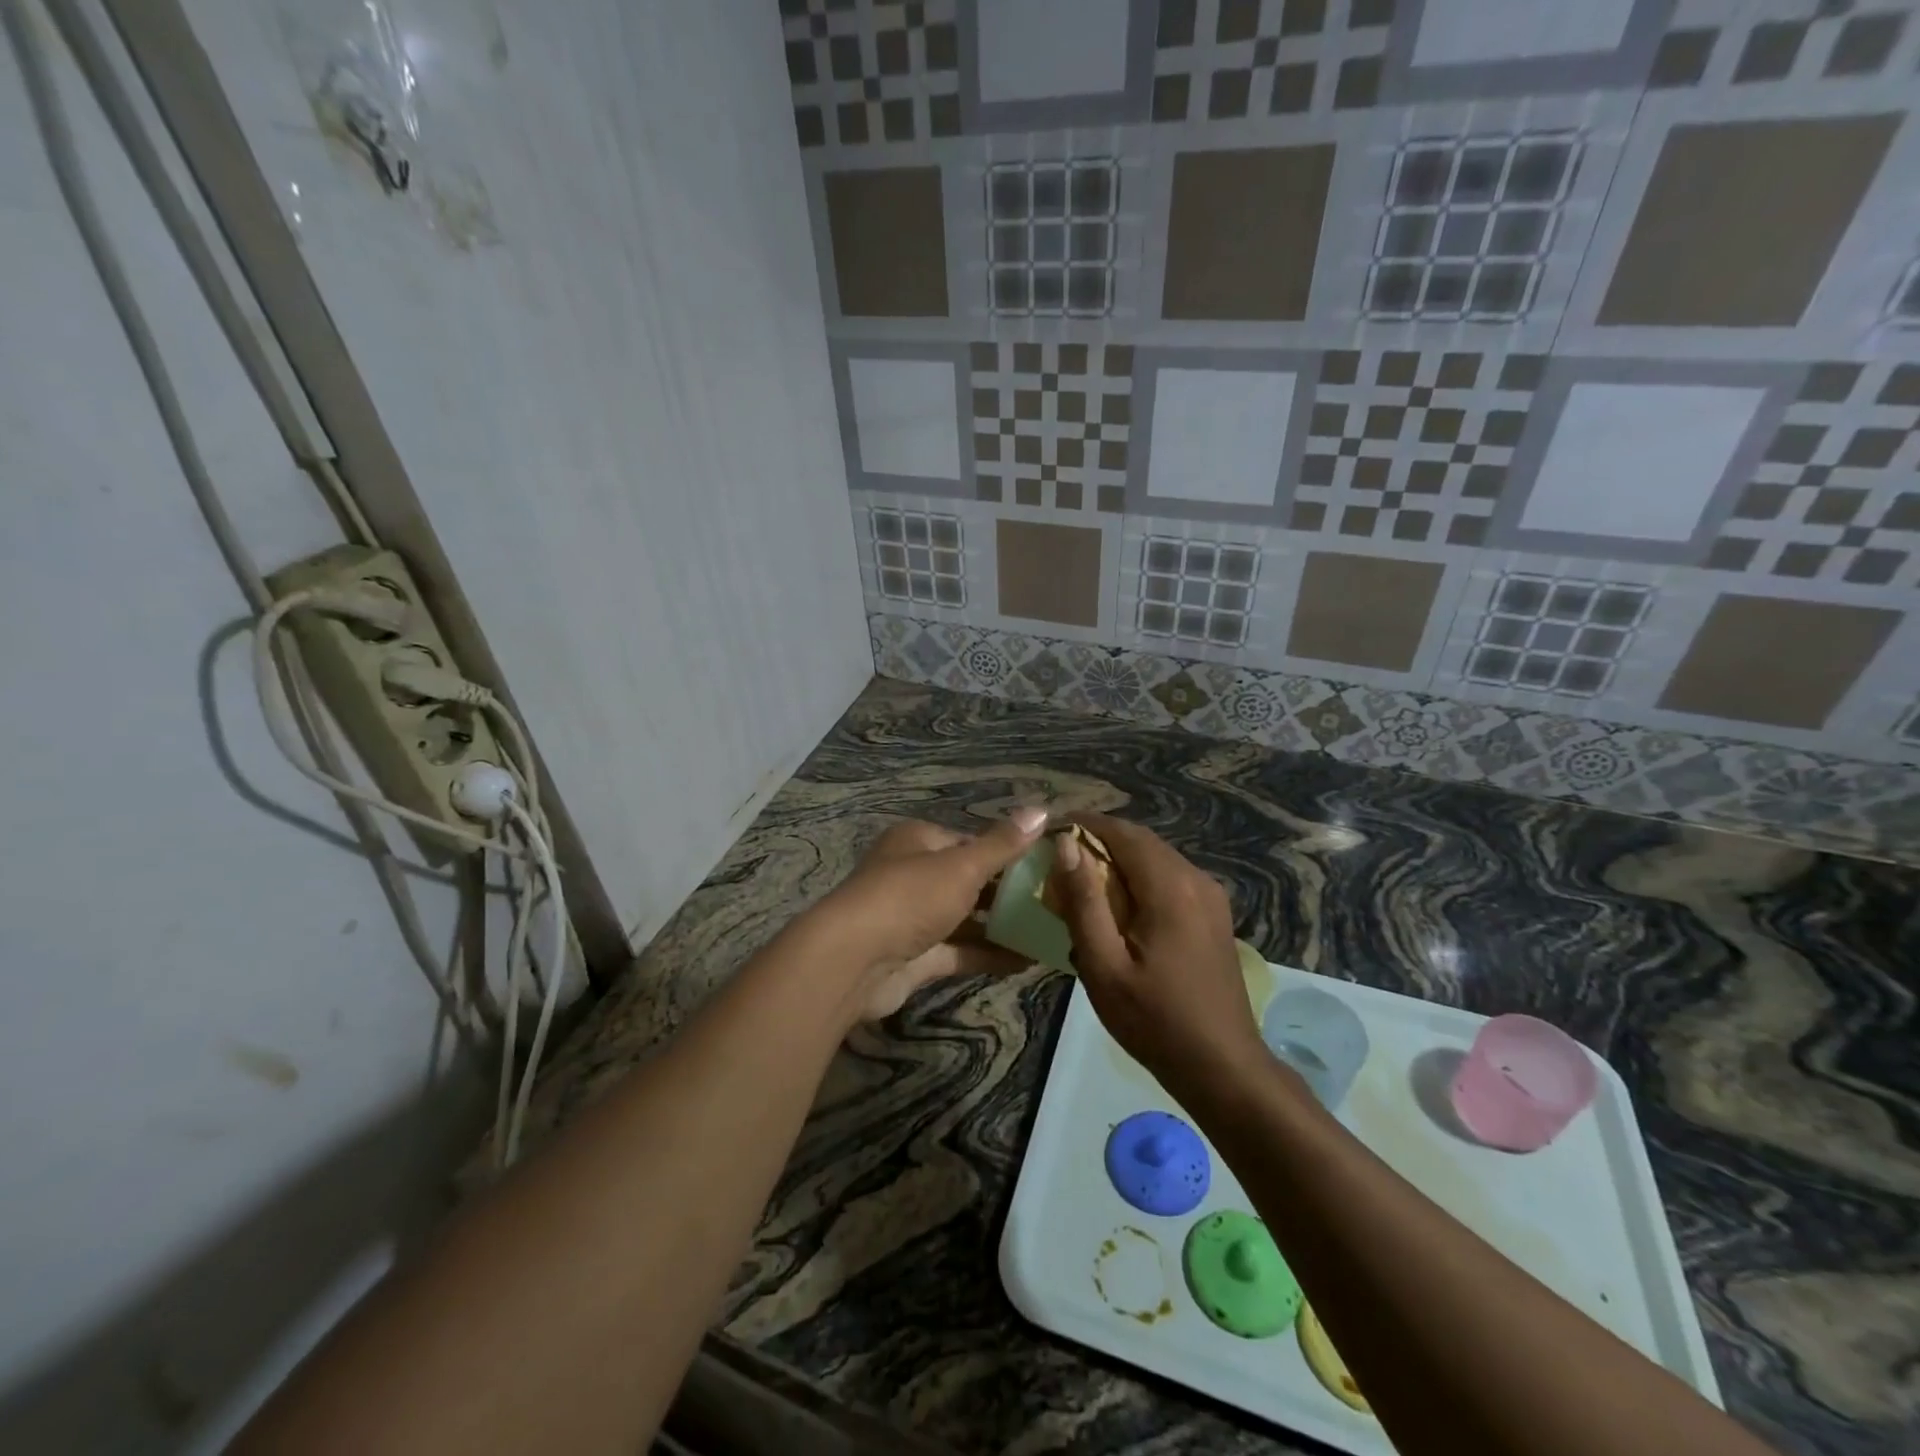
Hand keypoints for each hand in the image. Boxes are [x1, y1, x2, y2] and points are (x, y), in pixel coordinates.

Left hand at [807, 809, 1047, 1020]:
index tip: (1045, 865)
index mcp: (918, 841)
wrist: (854, 961)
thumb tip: (1042, 810)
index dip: (1006, 852)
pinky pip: (959, 951)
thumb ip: (1002, 845)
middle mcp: (913, 874)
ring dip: (1001, 926)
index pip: (969, 841)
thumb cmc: (909, 897)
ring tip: (1049, 932)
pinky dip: (988, 955)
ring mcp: (913, 918)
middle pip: (968, 880)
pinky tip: (1027, 961)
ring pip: (965, 918)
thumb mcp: (962, 866)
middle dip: (1007, 892)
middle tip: (1054, 902)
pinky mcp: (915, 956)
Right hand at [1051, 813, 1268, 1092]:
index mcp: (1170, 887)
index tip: (1049, 830)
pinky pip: (1169, 878)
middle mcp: (1196, 879)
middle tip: (1058, 858)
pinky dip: (1138, 879)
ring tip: (1081, 881)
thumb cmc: (1154, 1020)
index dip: (1084, 823)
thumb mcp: (1104, 965)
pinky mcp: (1213, 915)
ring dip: (1118, 860)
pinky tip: (1117, 907)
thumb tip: (1065, 844)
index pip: (1122, 832)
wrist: (1223, 1067)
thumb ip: (1083, 901)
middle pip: (1140, 841)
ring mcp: (1210, 896)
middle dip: (1098, 841)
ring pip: (1156, 858)